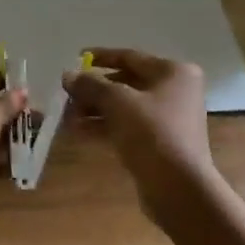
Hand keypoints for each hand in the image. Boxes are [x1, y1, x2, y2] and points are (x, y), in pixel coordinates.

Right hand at [63, 48, 218, 221]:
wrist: (178, 187)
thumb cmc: (152, 133)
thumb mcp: (117, 102)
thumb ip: (91, 85)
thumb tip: (67, 75)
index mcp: (173, 72)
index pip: (130, 57)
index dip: (100, 57)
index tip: (74, 59)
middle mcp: (175, 91)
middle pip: (126, 83)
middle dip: (94, 89)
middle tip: (66, 95)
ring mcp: (168, 119)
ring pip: (124, 107)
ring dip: (95, 110)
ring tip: (66, 116)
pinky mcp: (159, 143)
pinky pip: (127, 127)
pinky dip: (104, 127)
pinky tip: (78, 131)